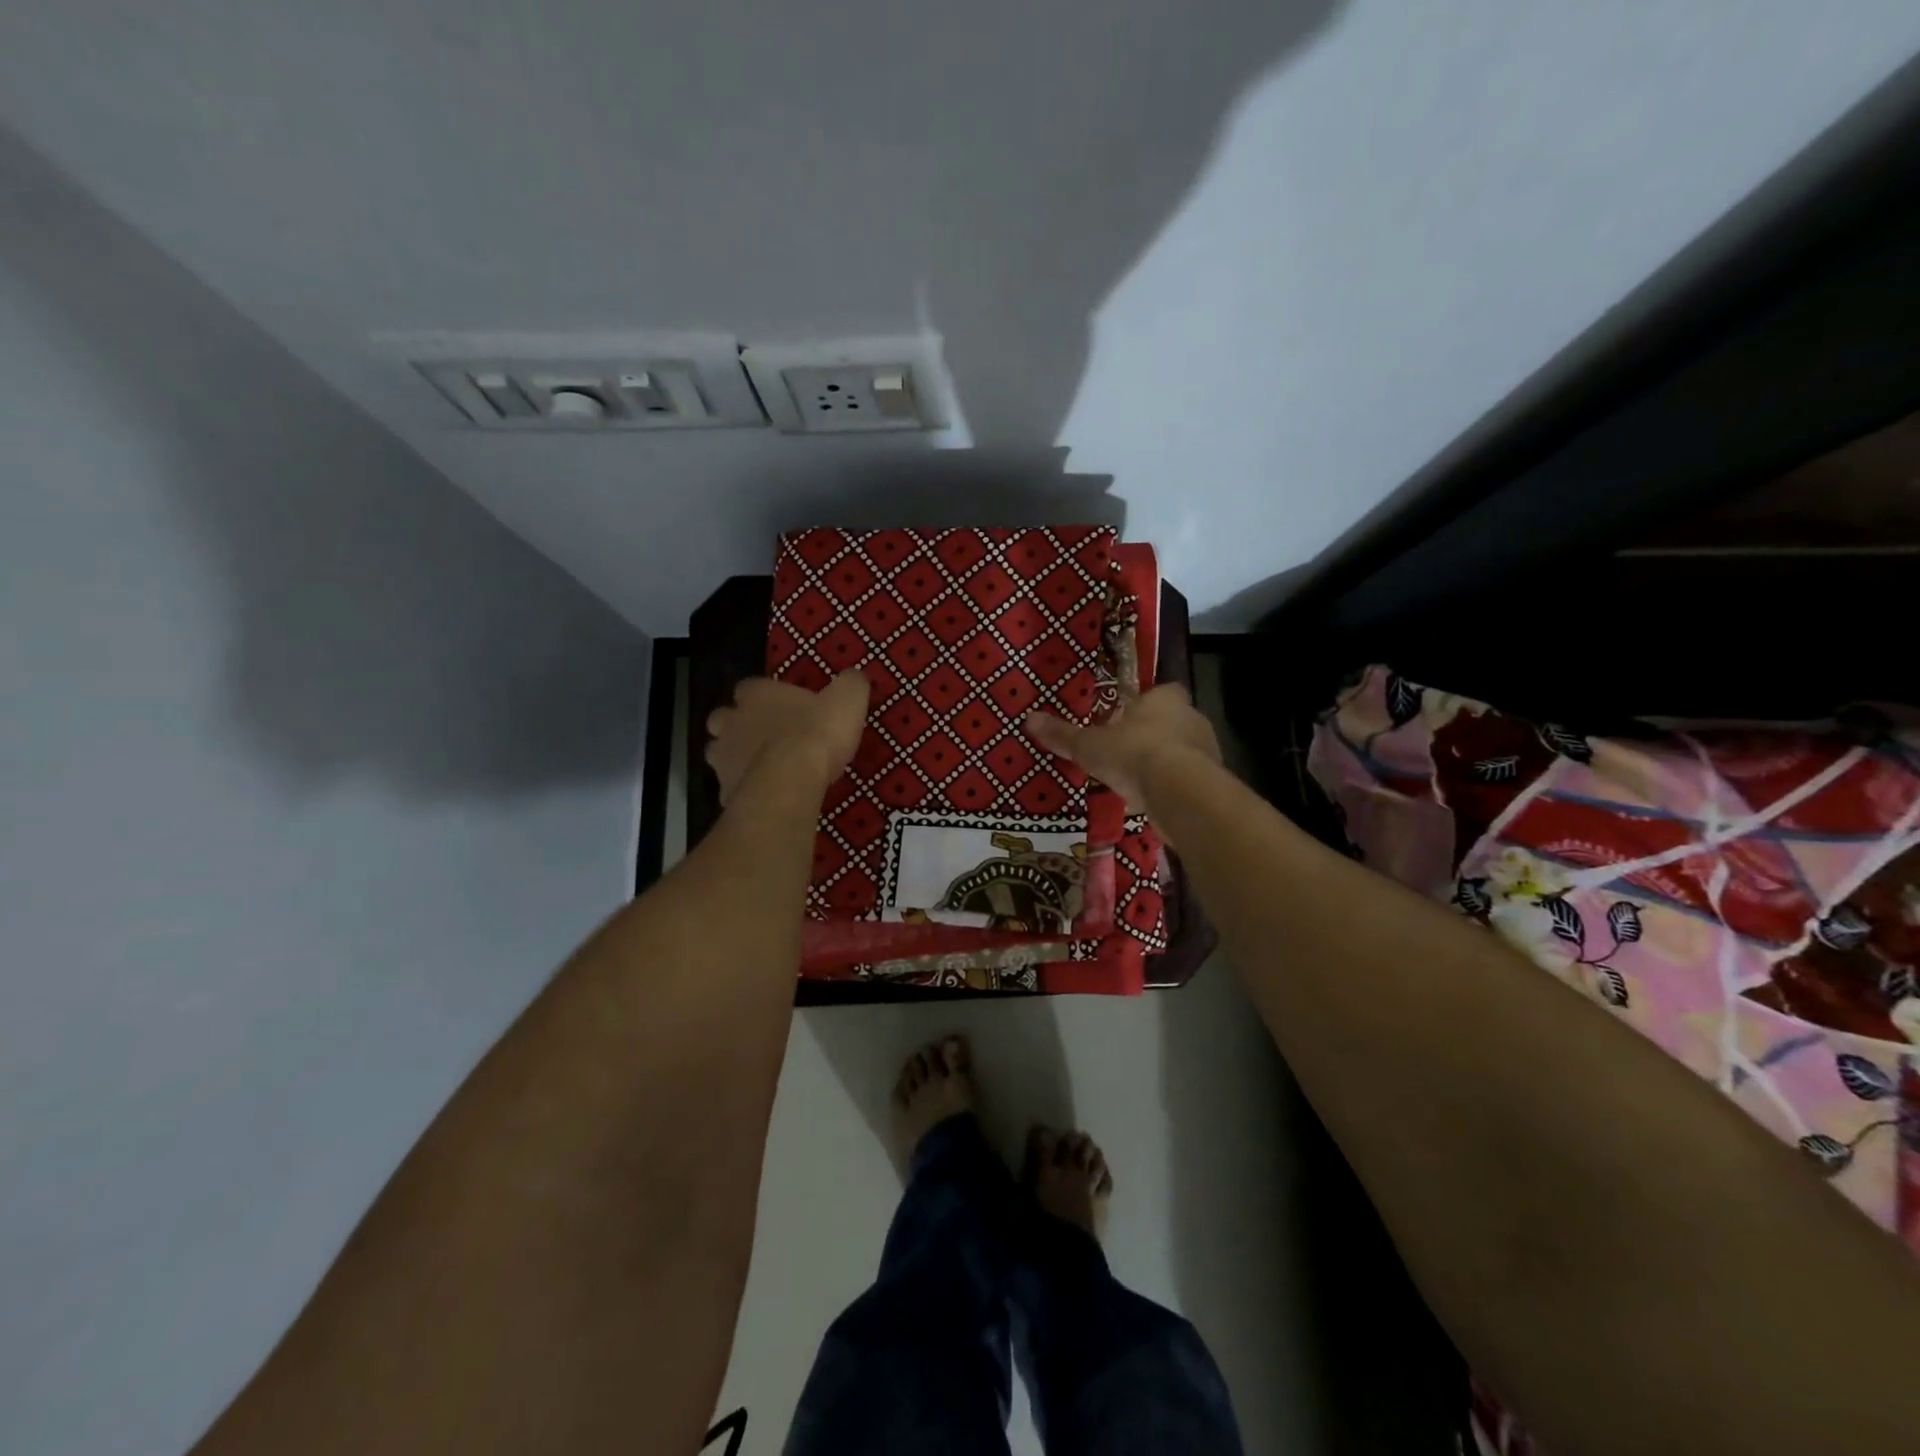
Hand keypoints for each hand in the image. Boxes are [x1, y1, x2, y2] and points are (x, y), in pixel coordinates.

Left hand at [705, 672, 870, 804]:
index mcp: (757, 694)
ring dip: (735, 757)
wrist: (791, 781)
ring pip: (719, 752)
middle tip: (764, 737)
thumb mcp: (847, 699)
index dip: (763, 696)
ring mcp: (723, 757)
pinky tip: (763, 796)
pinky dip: (742, 789)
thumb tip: (853, 677)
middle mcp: (732, 721)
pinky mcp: (724, 790)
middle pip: (724, 719)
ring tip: (761, 768)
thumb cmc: (817, 733)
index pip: (749, 687)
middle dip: (738, 726)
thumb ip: (850, 685)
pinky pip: (729, 787)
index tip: (782, 707)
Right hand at [1024, 684, 1221, 814]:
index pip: (1160, 692)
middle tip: (1126, 752)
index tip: (1125, 719)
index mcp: (1165, 698)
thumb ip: (1063, 734)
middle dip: (1152, 735)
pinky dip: (1173, 789)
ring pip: (1183, 752)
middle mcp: (1192, 717)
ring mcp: (1207, 750)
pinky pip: (1188, 780)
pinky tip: (1154, 803)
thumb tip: (1029, 719)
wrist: (1180, 792)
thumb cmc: (1133, 753)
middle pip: (1172, 721)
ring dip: (1165, 763)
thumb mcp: (1090, 745)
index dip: (1143, 704)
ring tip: (1138, 782)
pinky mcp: (1212, 781)